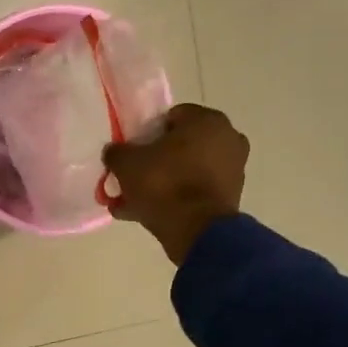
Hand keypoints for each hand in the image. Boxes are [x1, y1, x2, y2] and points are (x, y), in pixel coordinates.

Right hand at [104, 103, 250, 264]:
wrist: (195, 230)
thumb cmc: (163, 183)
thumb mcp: (126, 163)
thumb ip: (116, 152)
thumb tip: (114, 151)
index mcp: (207, 120)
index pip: (171, 117)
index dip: (147, 133)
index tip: (133, 151)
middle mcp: (227, 138)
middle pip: (181, 145)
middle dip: (156, 159)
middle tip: (134, 176)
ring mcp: (233, 169)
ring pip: (187, 170)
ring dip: (165, 181)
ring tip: (136, 200)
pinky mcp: (231, 196)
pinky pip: (196, 190)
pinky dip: (177, 198)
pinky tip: (150, 213)